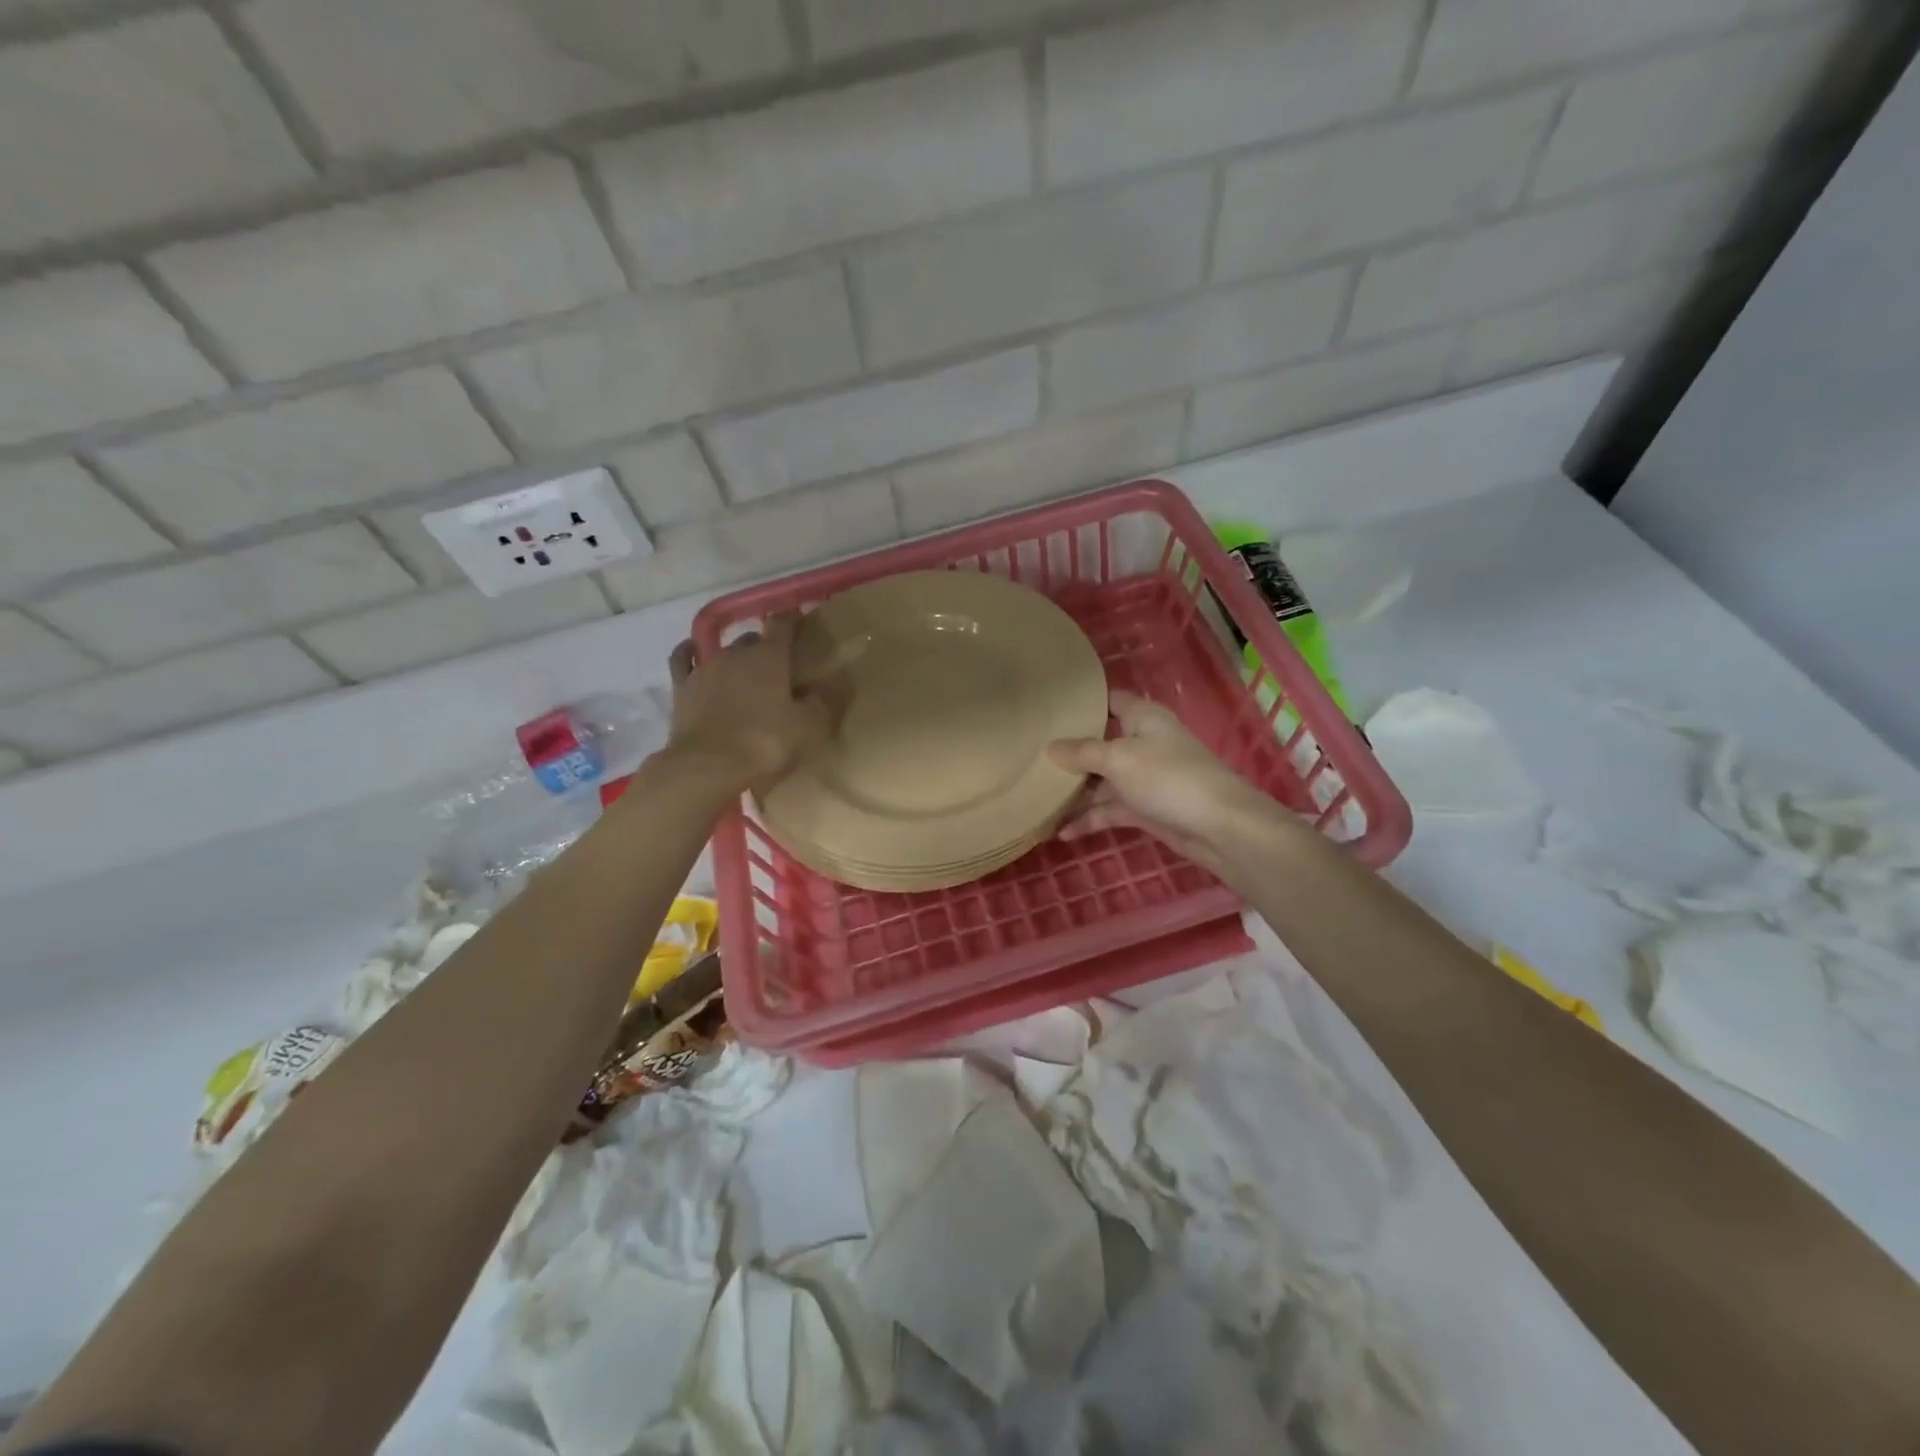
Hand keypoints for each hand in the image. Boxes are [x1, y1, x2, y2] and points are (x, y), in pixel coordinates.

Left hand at [666, 614, 826, 792]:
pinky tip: (695, 654)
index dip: (792, 619)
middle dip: (765, 648)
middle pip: (753, 639)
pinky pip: (685, 659)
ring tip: (745, 674)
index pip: (782, 623)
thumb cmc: (764, 744)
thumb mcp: (807, 728)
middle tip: (777, 668)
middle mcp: (736, 653)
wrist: (707, 766)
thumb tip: (825, 687)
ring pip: (724, 650)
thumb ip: (820, 703)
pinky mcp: (682, 686)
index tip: (801, 622)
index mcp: (769, 656)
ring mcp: (705, 668)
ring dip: (736, 658)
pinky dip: (692, 653)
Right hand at [1048, 690, 1282, 878]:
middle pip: (1101, 742)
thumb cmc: (1168, 778)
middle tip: (1031, 755)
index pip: (1111, 700)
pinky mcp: (1147, 809)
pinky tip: (1062, 832)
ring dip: (1076, 791)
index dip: (1084, 701)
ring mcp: (1145, 778)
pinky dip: (1090, 819)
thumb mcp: (1118, 759)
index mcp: (1143, 718)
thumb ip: (1082, 752)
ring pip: (1103, 780)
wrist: (1219, 827)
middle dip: (1070, 751)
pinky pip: (1111, 809)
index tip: (1051, 707)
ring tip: (1038, 798)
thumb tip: (1051, 747)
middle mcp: (1144, 743)